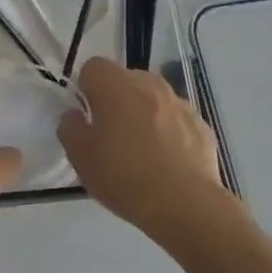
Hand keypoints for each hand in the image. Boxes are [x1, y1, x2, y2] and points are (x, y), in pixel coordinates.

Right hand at [58, 58, 226, 233]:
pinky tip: (165, 162)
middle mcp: (150, 85)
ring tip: (140, 150)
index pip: (93, 66)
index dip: (86, 87)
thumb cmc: (124, 177)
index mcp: (116, 86)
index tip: (86, 115)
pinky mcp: (201, 125)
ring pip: (152, 99)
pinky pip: (175, 120)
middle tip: (109, 135)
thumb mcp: (80, 157)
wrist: (185, 205)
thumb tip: (75, 115)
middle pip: (125, 80)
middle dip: (115, 99)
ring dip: (143, 114)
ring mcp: (180, 104)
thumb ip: (70, 128)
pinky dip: (168, 132)